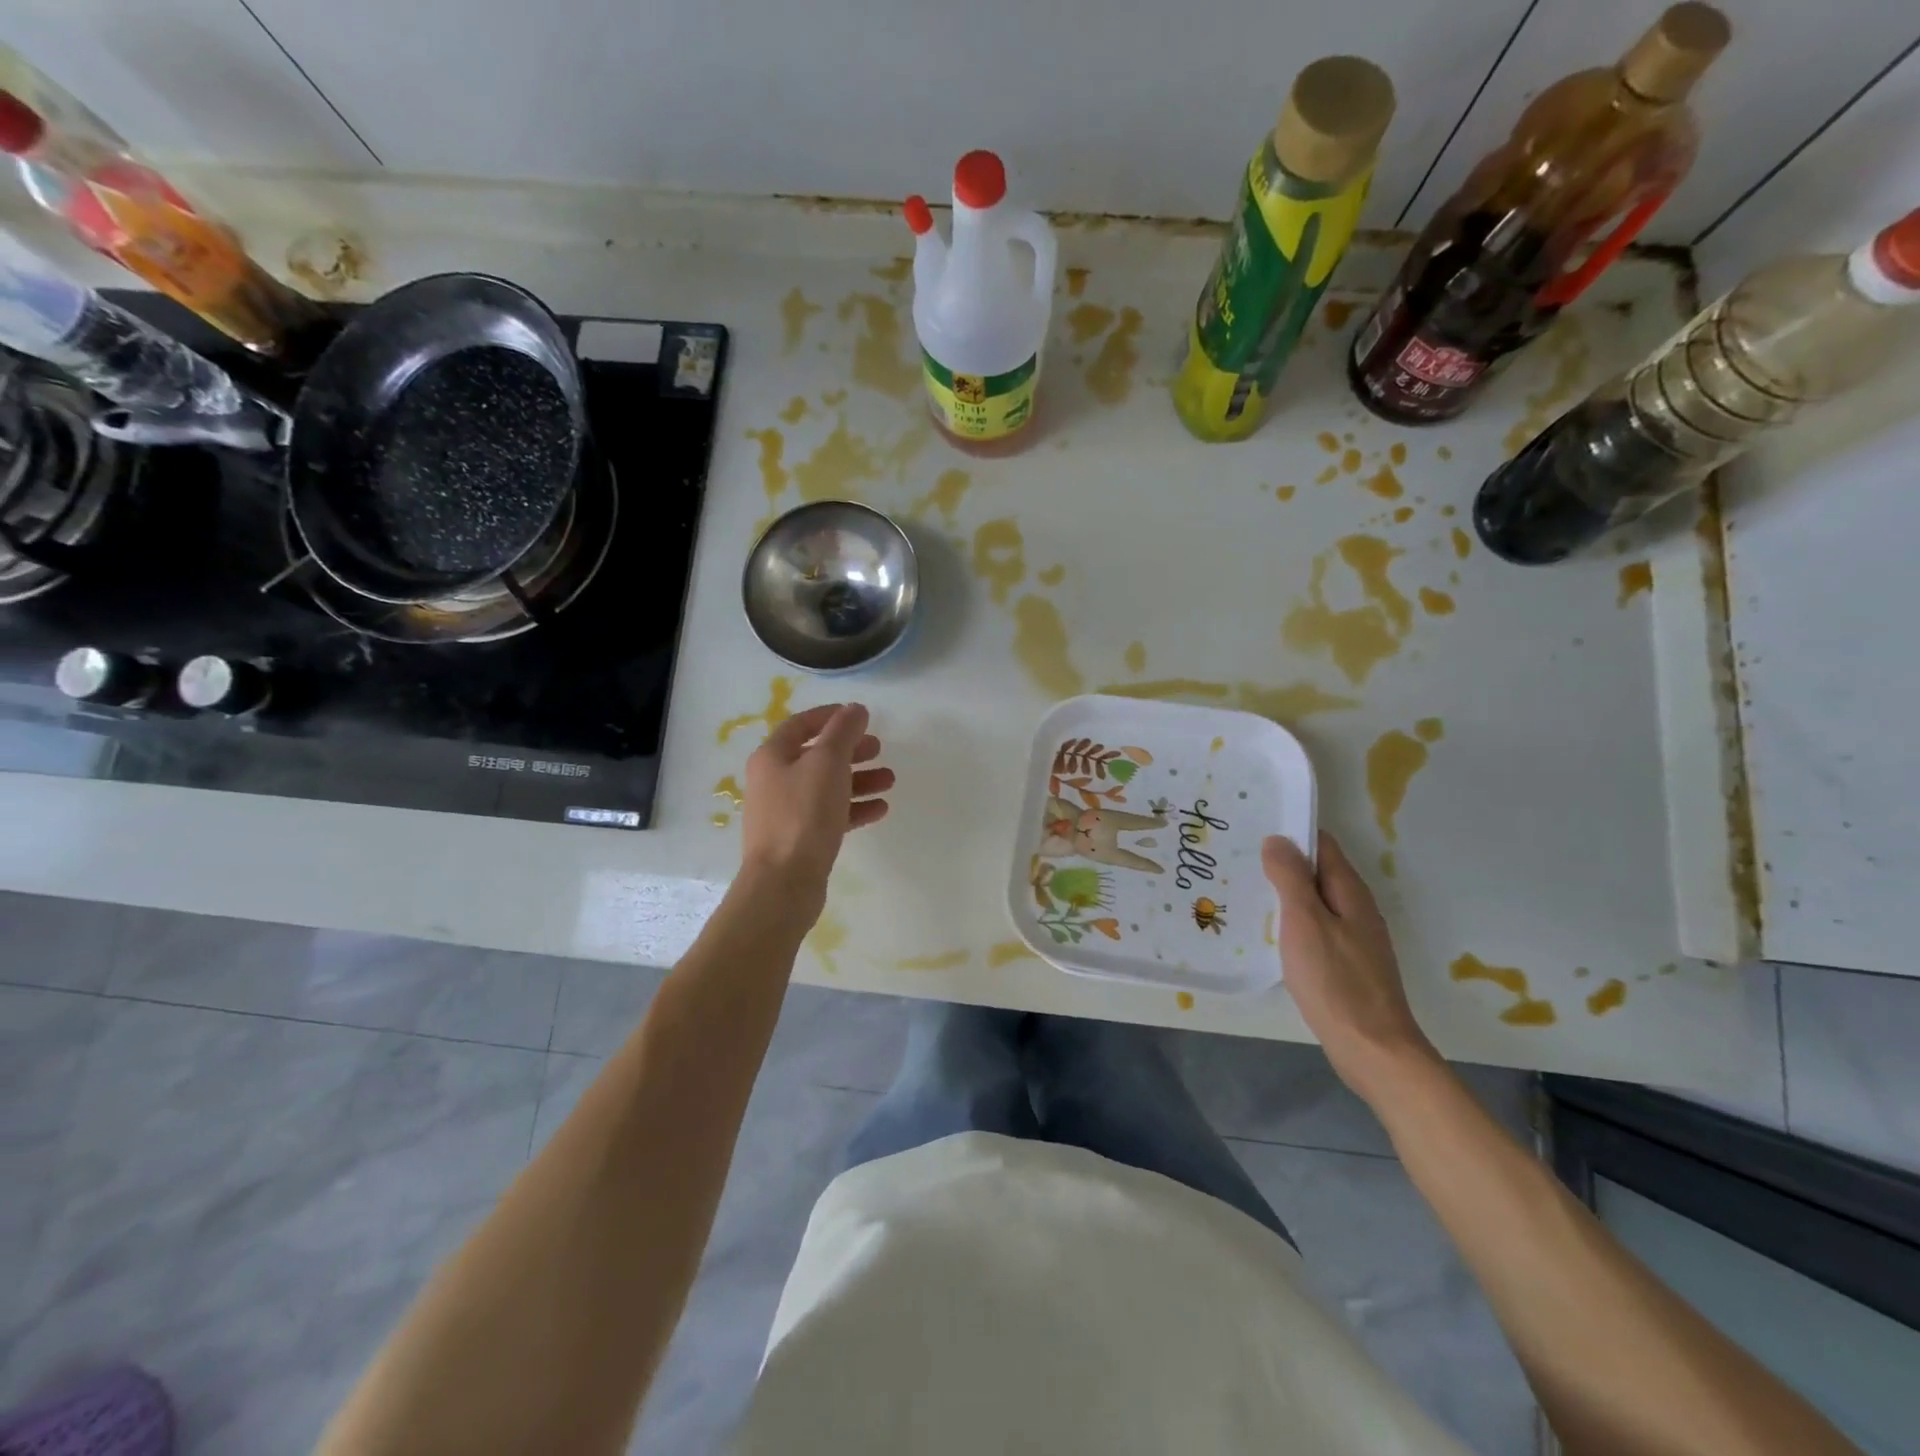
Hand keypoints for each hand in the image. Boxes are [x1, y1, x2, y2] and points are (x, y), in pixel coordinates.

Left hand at [740, 703, 892, 909]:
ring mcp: (785, 812)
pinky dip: (854, 807)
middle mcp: (774, 780)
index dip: (831, 716)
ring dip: (858, 779)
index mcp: (772, 757)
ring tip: (889, 780)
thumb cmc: (804, 814)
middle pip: (817, 756)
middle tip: (879, 748)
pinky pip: (830, 814)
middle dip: (851, 750)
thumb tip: (855, 709)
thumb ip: (843, 732)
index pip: (801, 724)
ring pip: (827, 786)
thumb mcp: (827, 763)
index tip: (861, 716)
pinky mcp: (799, 839)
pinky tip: (880, 809)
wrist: (784, 882)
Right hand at [1262, 831, 1437, 1099]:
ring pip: (1314, 901)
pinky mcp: (1346, 964)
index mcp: (1349, 892)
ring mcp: (1353, 938)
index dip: (1290, 832)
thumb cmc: (1336, 982)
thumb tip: (1277, 839)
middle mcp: (1356, 909)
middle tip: (1238, 856)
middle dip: (1282, 862)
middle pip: (1317, 872)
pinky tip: (1268, 932)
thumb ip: (1290, 879)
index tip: (1253, 825)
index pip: (1321, 845)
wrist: (1372, 1050)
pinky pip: (1315, 928)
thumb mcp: (1305, 923)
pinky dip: (1291, 921)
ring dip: (1284, 892)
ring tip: (1244, 888)